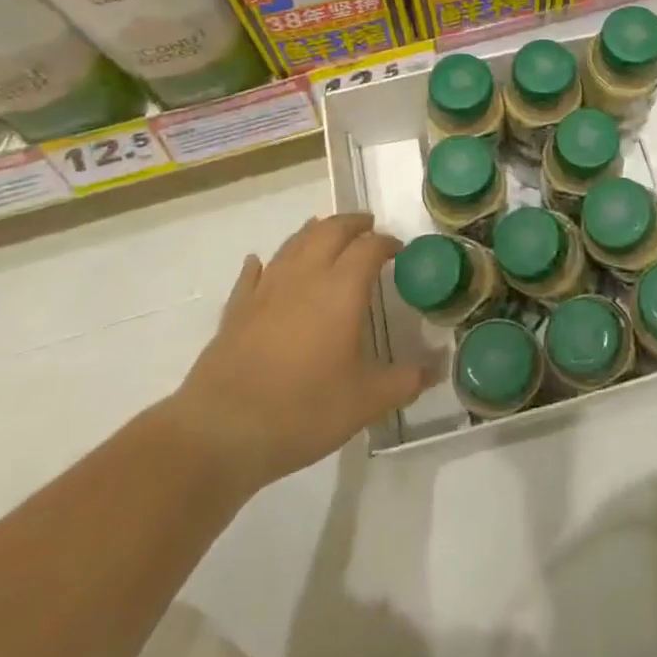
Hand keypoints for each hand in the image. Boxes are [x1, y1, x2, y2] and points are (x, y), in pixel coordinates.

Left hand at [171, 215, 430, 492]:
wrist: (220, 432)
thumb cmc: (302, 411)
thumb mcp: (366, 402)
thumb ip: (404, 381)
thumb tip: (435, 370)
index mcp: (341, 291)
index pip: (368, 248)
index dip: (386, 243)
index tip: (398, 250)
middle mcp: (304, 278)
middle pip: (329, 231)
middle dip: (351, 224)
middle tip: (367, 227)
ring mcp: (265, 291)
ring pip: (293, 245)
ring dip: (313, 233)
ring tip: (326, 232)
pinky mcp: (236, 311)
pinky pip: (252, 275)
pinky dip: (263, 264)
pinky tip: (261, 263)